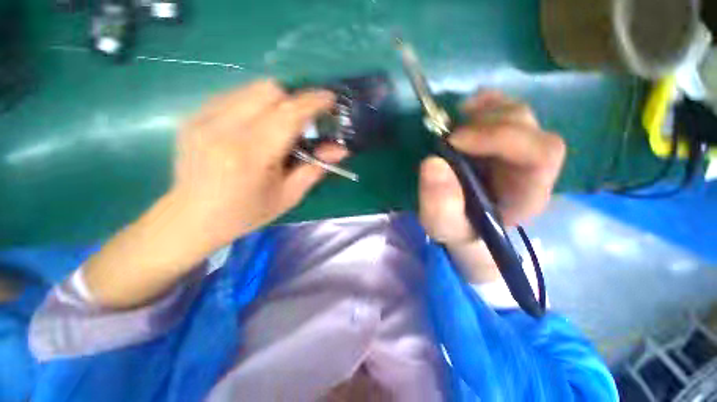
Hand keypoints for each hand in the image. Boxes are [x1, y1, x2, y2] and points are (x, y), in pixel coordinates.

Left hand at [171, 80, 346, 251]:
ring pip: (251, 88)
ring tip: (279, 126)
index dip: (313, 102)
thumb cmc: (246, 213)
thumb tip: (340, 149)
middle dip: (294, 100)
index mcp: (251, 155)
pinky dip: (255, 105)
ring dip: (275, 102)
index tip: (329, 99)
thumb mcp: (288, 196)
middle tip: (303, 121)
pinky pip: (234, 95)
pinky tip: (255, 127)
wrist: (192, 218)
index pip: (288, 114)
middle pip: (269, 90)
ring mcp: (203, 119)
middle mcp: (224, 129)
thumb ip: (315, 168)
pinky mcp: (193, 116)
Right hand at [418, 91, 564, 281]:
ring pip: (518, 114)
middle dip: (488, 125)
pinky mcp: (501, 139)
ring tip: (453, 126)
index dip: (500, 138)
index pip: (540, 155)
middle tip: (450, 136)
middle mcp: (531, 167)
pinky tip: (465, 110)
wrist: (462, 220)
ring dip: (484, 113)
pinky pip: (504, 109)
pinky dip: (485, 103)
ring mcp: (517, 149)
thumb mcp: (443, 225)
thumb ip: (439, 204)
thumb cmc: (457, 226)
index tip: (454, 140)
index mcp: (527, 194)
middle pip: (530, 127)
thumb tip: (433, 163)